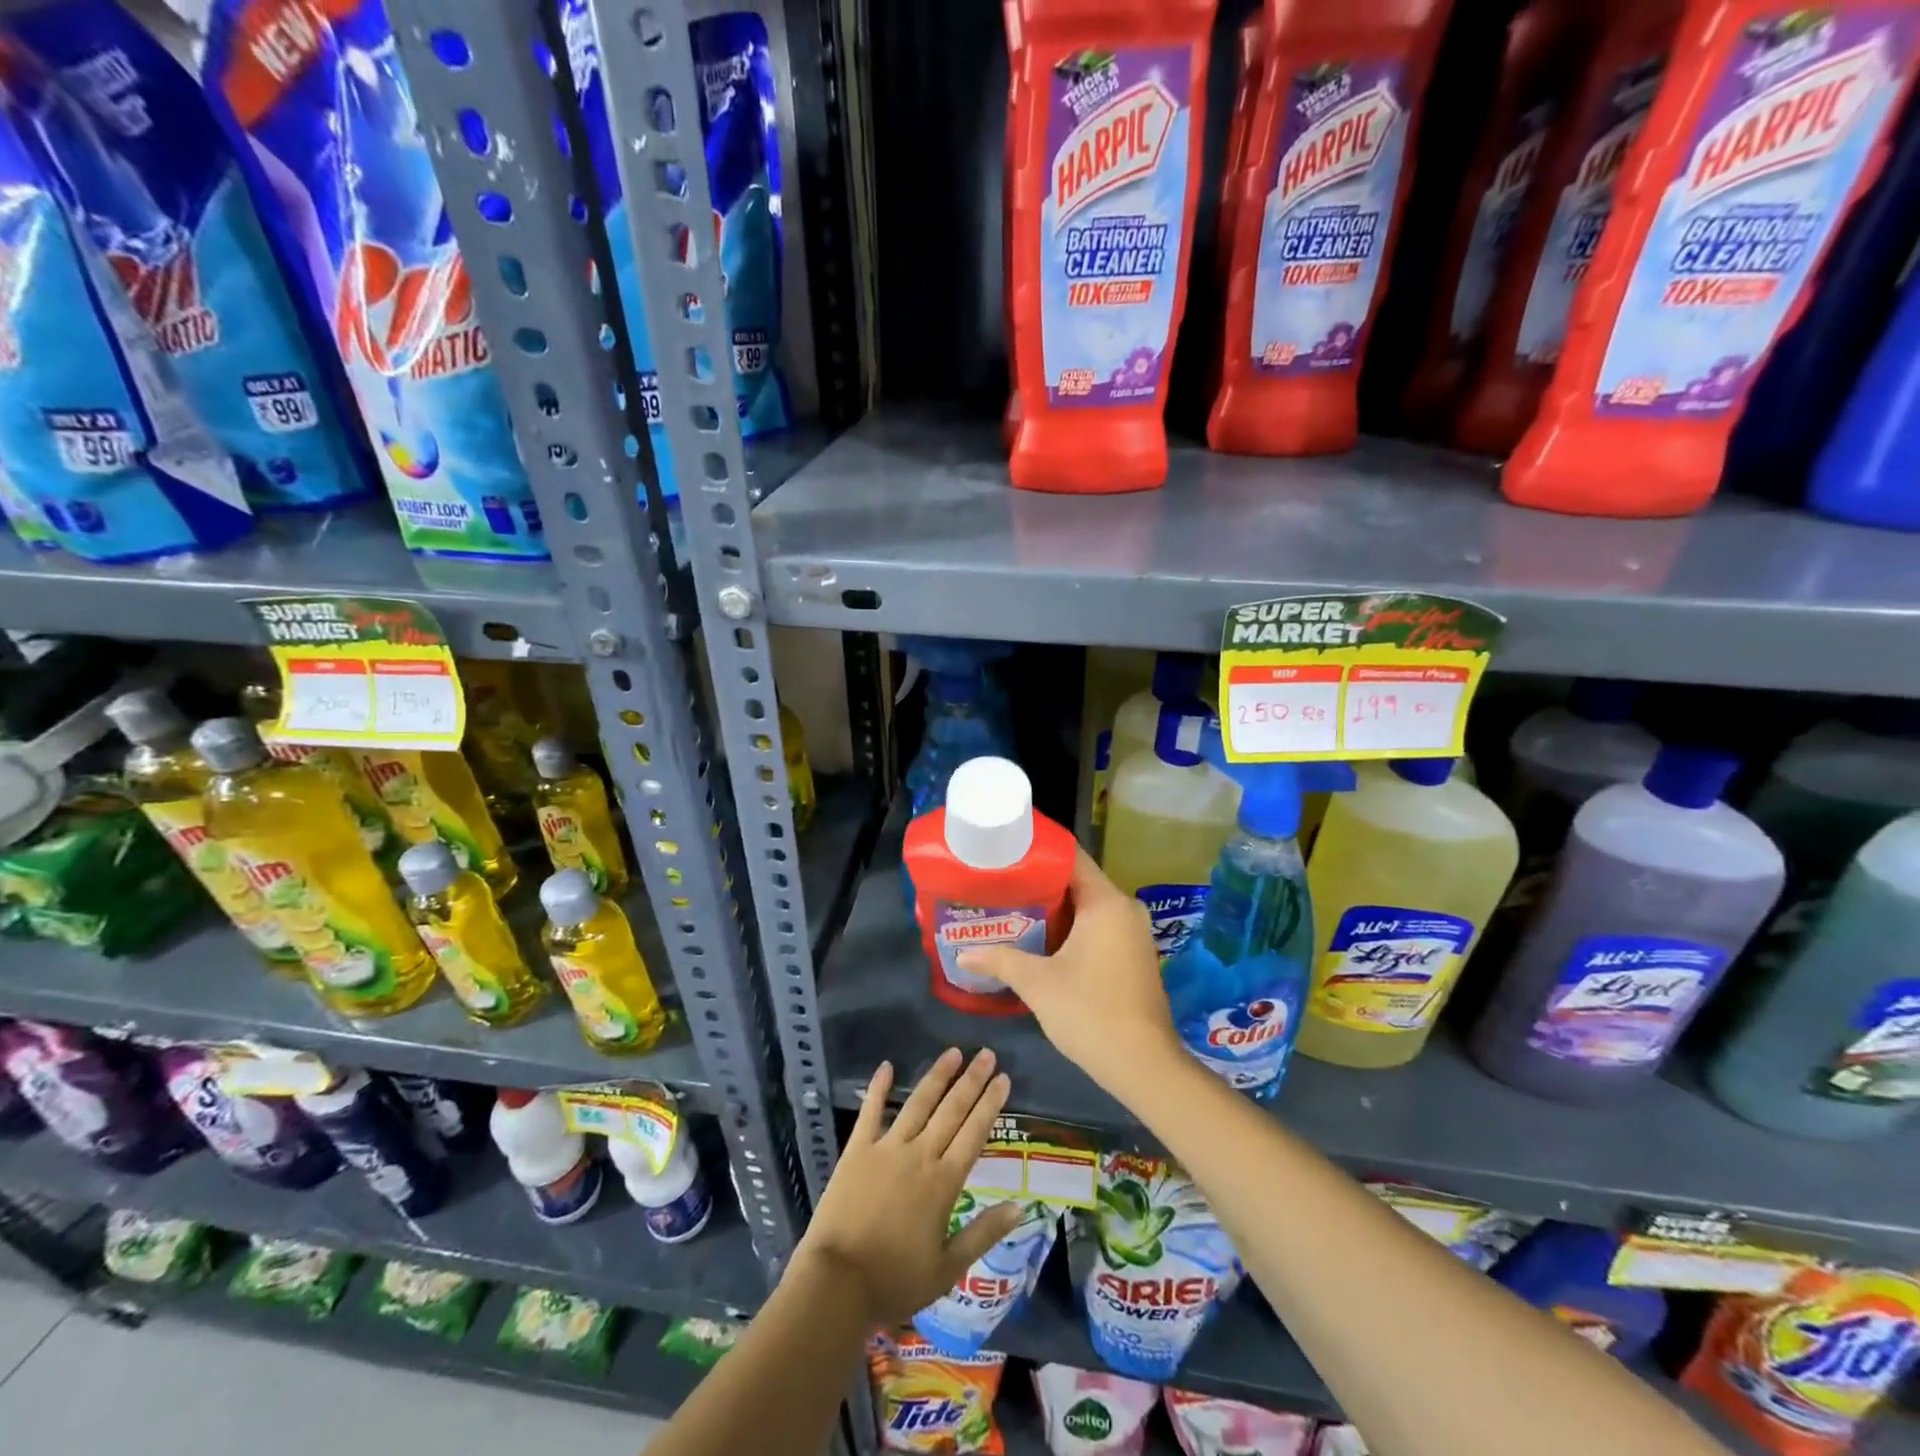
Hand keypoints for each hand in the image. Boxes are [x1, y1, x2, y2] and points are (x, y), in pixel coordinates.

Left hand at [793, 1047, 1022, 1326]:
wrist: (837, 1284)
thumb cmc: (895, 1281)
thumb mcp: (948, 1268)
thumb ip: (983, 1233)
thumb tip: (1019, 1207)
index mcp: (944, 1183)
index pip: (974, 1133)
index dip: (990, 1104)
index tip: (1004, 1078)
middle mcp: (919, 1156)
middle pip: (951, 1110)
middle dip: (971, 1080)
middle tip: (987, 1054)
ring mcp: (887, 1149)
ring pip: (918, 1103)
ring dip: (937, 1076)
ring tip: (953, 1052)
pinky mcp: (857, 1150)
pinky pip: (870, 1112)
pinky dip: (878, 1088)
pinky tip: (886, 1066)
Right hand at [956, 850, 1183, 1099]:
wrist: (1143, 1066)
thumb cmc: (1089, 1013)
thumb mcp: (1037, 983)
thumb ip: (999, 960)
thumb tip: (962, 954)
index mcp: (1106, 902)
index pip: (1071, 857)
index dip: (1037, 852)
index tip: (1004, 853)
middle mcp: (1124, 908)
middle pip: (1076, 881)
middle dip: (1038, 883)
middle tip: (999, 884)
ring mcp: (1132, 932)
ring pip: (1086, 907)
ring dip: (1053, 909)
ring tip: (1011, 909)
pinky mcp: (1133, 955)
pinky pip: (1097, 926)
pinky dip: (1070, 928)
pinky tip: (1039, 940)